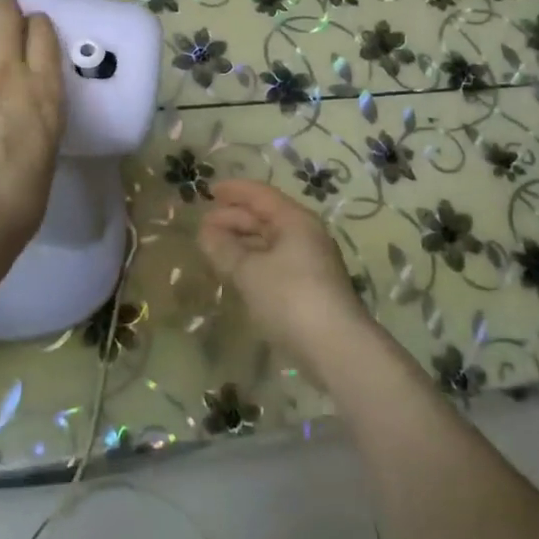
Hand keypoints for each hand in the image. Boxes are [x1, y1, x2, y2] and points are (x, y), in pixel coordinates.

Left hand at [0, 0, 65, 266]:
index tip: (32, 32)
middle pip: (5, 12)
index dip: (37, 25)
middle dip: (3, 7)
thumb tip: (22, 118)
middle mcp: (7, 70)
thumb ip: (35, 122)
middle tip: (1, 17)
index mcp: (45, 90)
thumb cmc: (14, 203)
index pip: (43, 32)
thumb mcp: (43, 155)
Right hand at [198, 179, 367, 382]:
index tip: (209, 190)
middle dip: (234, 218)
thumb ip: (224, 249)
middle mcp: (306, 235)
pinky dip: (253, 262)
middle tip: (203, 226)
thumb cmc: (290, 297)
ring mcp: (310, 262)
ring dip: (242, 243)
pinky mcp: (309, 288)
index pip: (261, 195)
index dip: (234, 190)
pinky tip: (236, 273)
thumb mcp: (249, 271)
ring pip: (270, 242)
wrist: (336, 347)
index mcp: (295, 220)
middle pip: (266, 217)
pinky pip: (275, 263)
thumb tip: (206, 232)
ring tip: (214, 249)